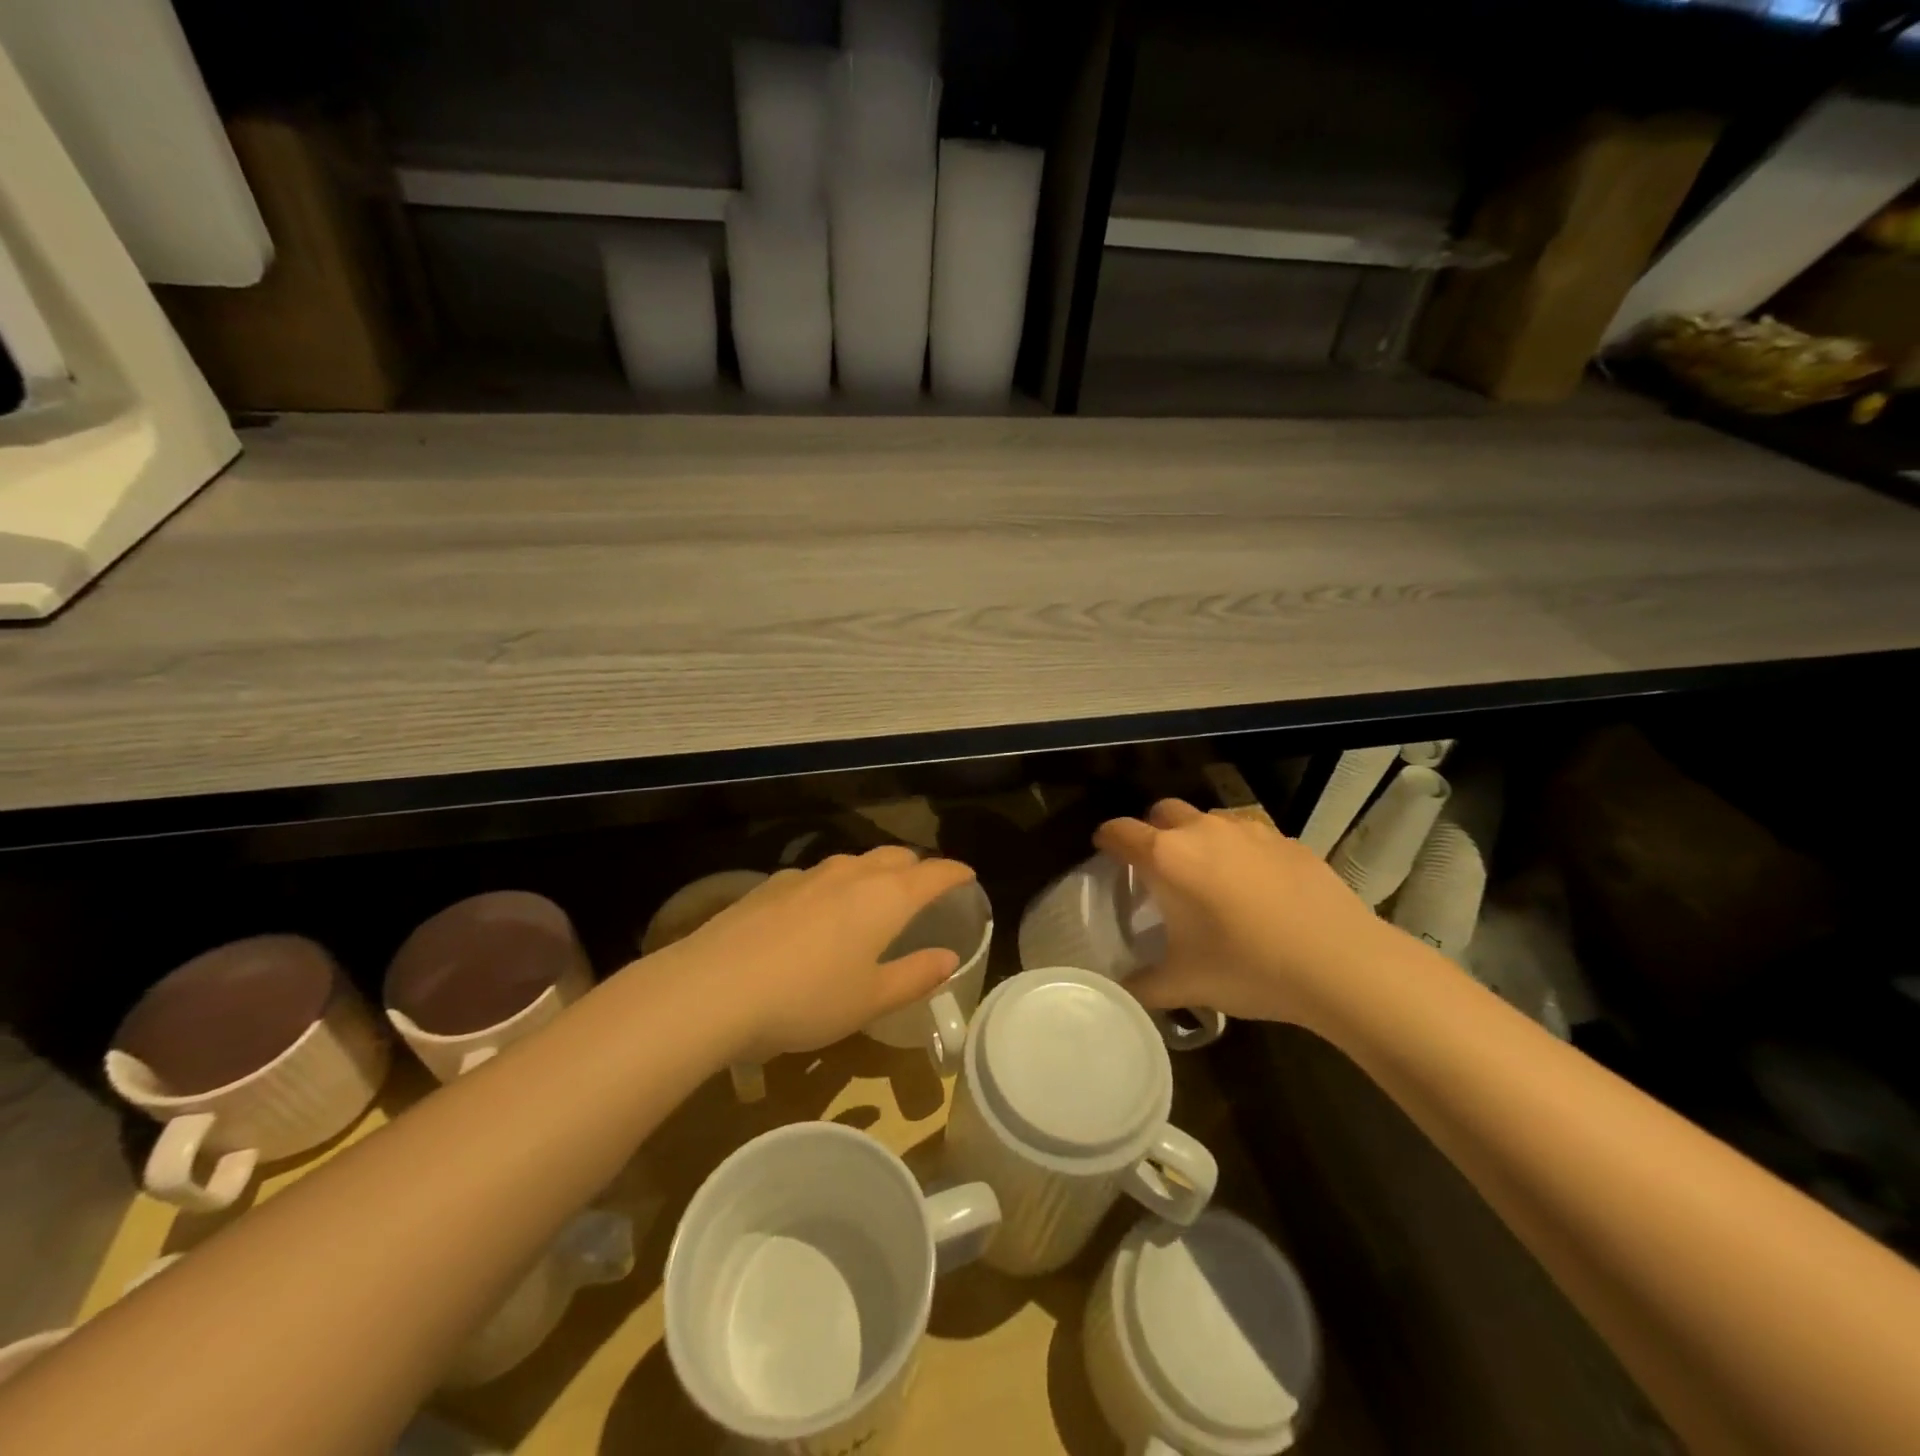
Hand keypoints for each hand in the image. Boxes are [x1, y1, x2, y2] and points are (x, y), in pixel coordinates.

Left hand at [657, 846, 977, 1060]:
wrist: (713, 988)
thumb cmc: (806, 999)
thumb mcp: (869, 1000)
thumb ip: (914, 976)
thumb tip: (949, 957)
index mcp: (884, 898)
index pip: (933, 873)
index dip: (954, 872)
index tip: (968, 875)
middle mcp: (850, 874)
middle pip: (894, 857)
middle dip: (915, 868)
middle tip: (923, 888)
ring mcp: (806, 875)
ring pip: (853, 862)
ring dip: (873, 873)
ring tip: (873, 898)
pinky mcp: (770, 885)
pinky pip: (817, 876)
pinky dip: (834, 886)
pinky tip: (818, 913)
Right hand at [1095, 800, 1397, 1029]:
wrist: (1342, 963)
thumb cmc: (1249, 967)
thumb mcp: (1186, 984)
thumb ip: (1142, 986)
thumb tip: (1118, 993)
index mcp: (1168, 857)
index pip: (1119, 831)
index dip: (1105, 839)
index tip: (1103, 853)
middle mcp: (1202, 830)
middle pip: (1162, 811)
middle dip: (1152, 831)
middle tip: (1157, 868)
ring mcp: (1249, 830)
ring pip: (1208, 819)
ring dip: (1197, 837)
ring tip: (1208, 877)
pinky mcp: (1287, 840)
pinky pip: (1249, 836)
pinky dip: (1239, 851)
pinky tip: (1256, 888)